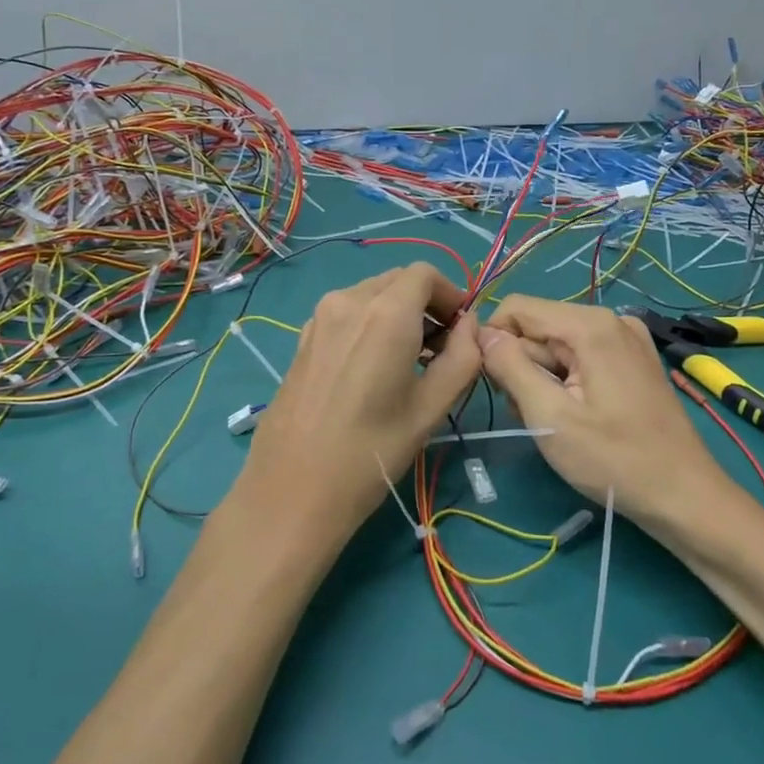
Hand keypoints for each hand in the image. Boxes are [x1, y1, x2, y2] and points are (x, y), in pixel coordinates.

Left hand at [239, 263, 480, 545]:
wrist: (292, 489)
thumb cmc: (371, 451)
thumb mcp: (431, 408)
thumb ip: (463, 357)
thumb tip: (471, 325)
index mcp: (385, 313)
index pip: (425, 274)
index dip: (451, 294)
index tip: (461, 330)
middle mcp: (349, 301)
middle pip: (397, 281)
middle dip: (426, 303)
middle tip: (441, 348)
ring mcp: (319, 317)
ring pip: (370, 294)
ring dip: (398, 313)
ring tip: (409, 361)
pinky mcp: (303, 338)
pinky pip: (346, 313)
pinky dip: (369, 323)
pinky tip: (373, 368)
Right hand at [477, 296, 728, 524]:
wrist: (683, 496)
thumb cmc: (613, 460)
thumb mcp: (549, 416)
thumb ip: (510, 367)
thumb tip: (482, 333)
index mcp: (590, 324)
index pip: (517, 308)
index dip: (493, 341)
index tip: (492, 385)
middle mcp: (609, 319)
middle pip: (538, 328)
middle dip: (521, 367)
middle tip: (531, 415)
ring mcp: (625, 339)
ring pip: (556, 346)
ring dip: (541, 381)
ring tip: (554, 423)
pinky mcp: (632, 361)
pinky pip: (580, 357)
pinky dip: (565, 383)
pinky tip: (573, 417)